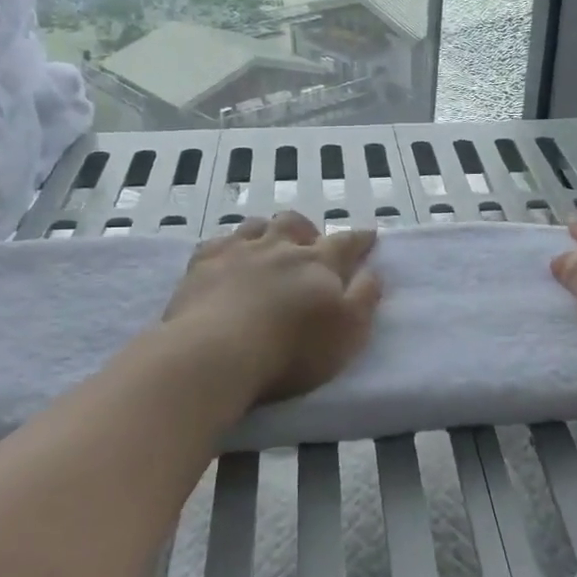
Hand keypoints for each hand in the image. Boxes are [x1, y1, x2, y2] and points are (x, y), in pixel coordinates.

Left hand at [162, 211, 382, 404]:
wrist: (217, 352)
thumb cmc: (292, 349)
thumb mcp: (348, 331)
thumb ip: (365, 298)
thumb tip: (373, 271)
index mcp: (318, 263)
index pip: (346, 243)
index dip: (360, 239)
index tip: (369, 235)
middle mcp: (280, 247)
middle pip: (295, 224)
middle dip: (307, 230)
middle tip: (311, 243)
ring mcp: (238, 251)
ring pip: (257, 226)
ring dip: (268, 231)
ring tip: (269, 245)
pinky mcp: (202, 264)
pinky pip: (218, 242)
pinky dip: (229, 245)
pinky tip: (227, 256)